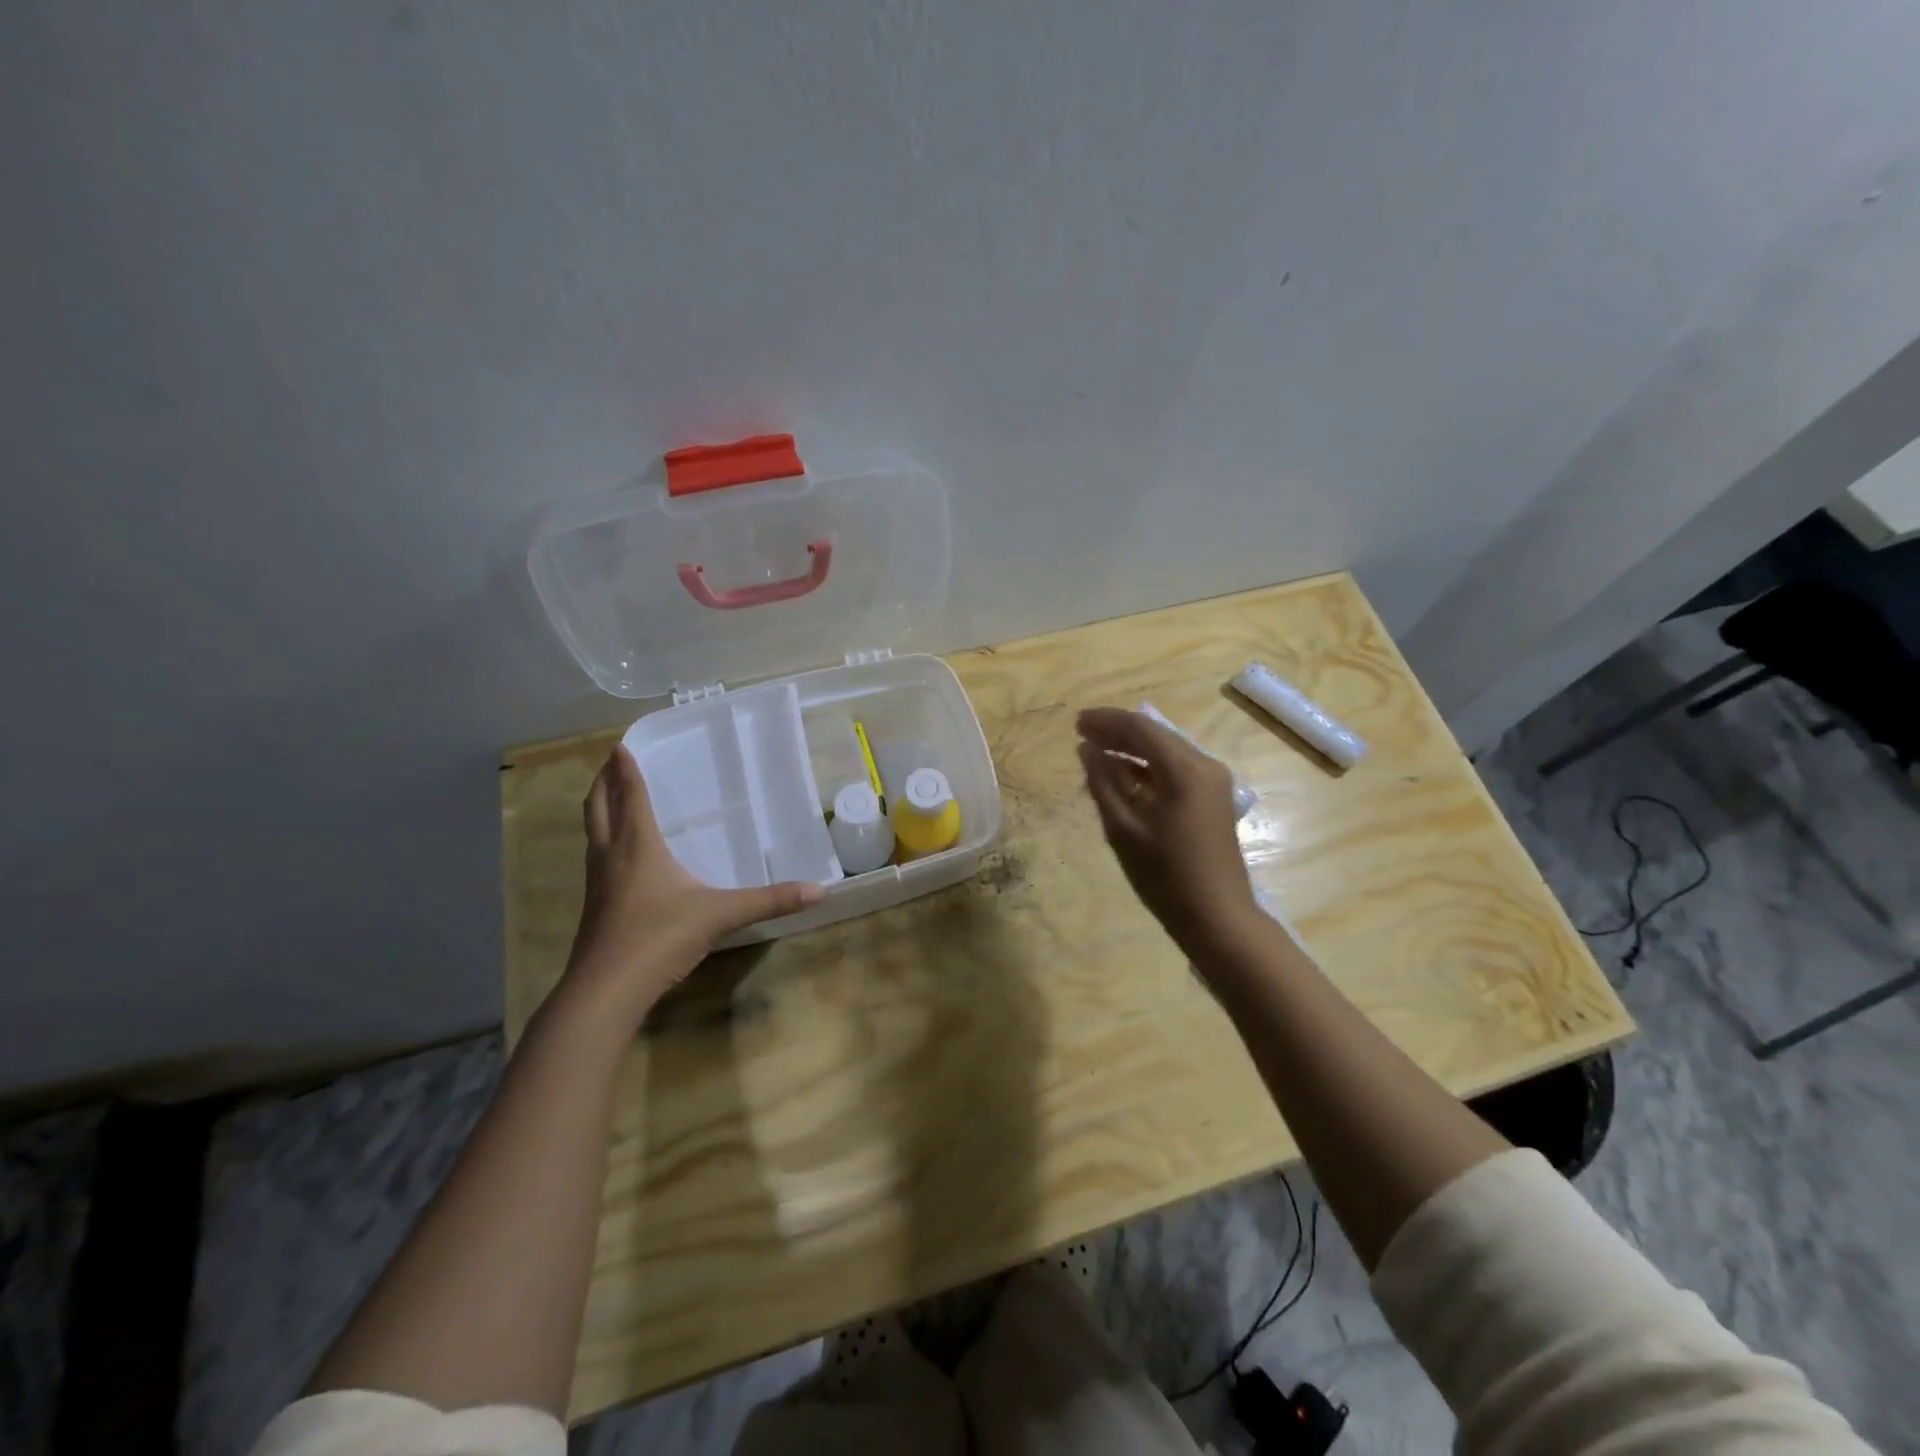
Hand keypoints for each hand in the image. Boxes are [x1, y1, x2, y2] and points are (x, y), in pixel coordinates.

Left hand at [565, 746, 823, 1019]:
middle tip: (610, 762)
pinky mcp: (595, 907)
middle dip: (603, 782)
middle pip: (599, 808)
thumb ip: (769, 900)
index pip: (631, 796)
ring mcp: (598, 883)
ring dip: (600, 810)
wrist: (605, 991)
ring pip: (593, 834)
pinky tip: (620, 857)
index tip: (620, 745)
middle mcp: (612, 856)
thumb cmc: (660, 937)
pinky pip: (597, 859)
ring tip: (611, 798)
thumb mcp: (721, 914)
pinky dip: (604, 841)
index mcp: (638, 846)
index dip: (626, 770)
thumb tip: (820, 890)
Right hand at [1076, 708, 1262, 956]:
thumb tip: (1087, 749)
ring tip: (1096, 751)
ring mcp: (1213, 782)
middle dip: (1118, 731)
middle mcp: (1205, 765)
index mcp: (1185, 769)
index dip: (1107, 721)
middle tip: (1082, 733)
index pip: (1141, 728)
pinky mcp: (1213, 798)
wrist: (1217, 917)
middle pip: (1156, 735)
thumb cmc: (1165, 876)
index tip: (1076, 722)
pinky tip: (1123, 775)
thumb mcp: (1123, 828)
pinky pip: (1176, 769)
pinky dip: (1148, 767)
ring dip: (1132, 748)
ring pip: (1166, 751)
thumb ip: (1103, 782)